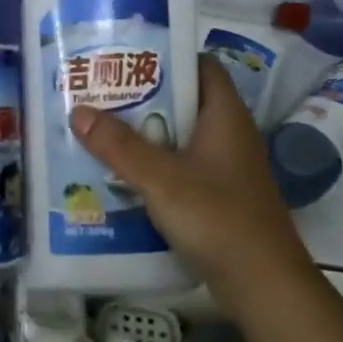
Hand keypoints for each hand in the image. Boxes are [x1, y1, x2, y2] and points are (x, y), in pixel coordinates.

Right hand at [70, 56, 316, 303]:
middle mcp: (229, 135)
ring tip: (99, 131)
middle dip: (143, 99)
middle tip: (99, 95)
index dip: (166, 57)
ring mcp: (226, 168)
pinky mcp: (219, 197)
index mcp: (225, 116)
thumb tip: (79, 111)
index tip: (125, 57)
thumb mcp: (162, 179)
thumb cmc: (217, 218)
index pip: (200, 66)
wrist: (264, 285)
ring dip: (145, 136)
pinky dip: (154, 168)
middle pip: (184, 103)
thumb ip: (120, 146)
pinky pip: (181, 169)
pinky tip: (121, 176)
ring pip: (180, 139)